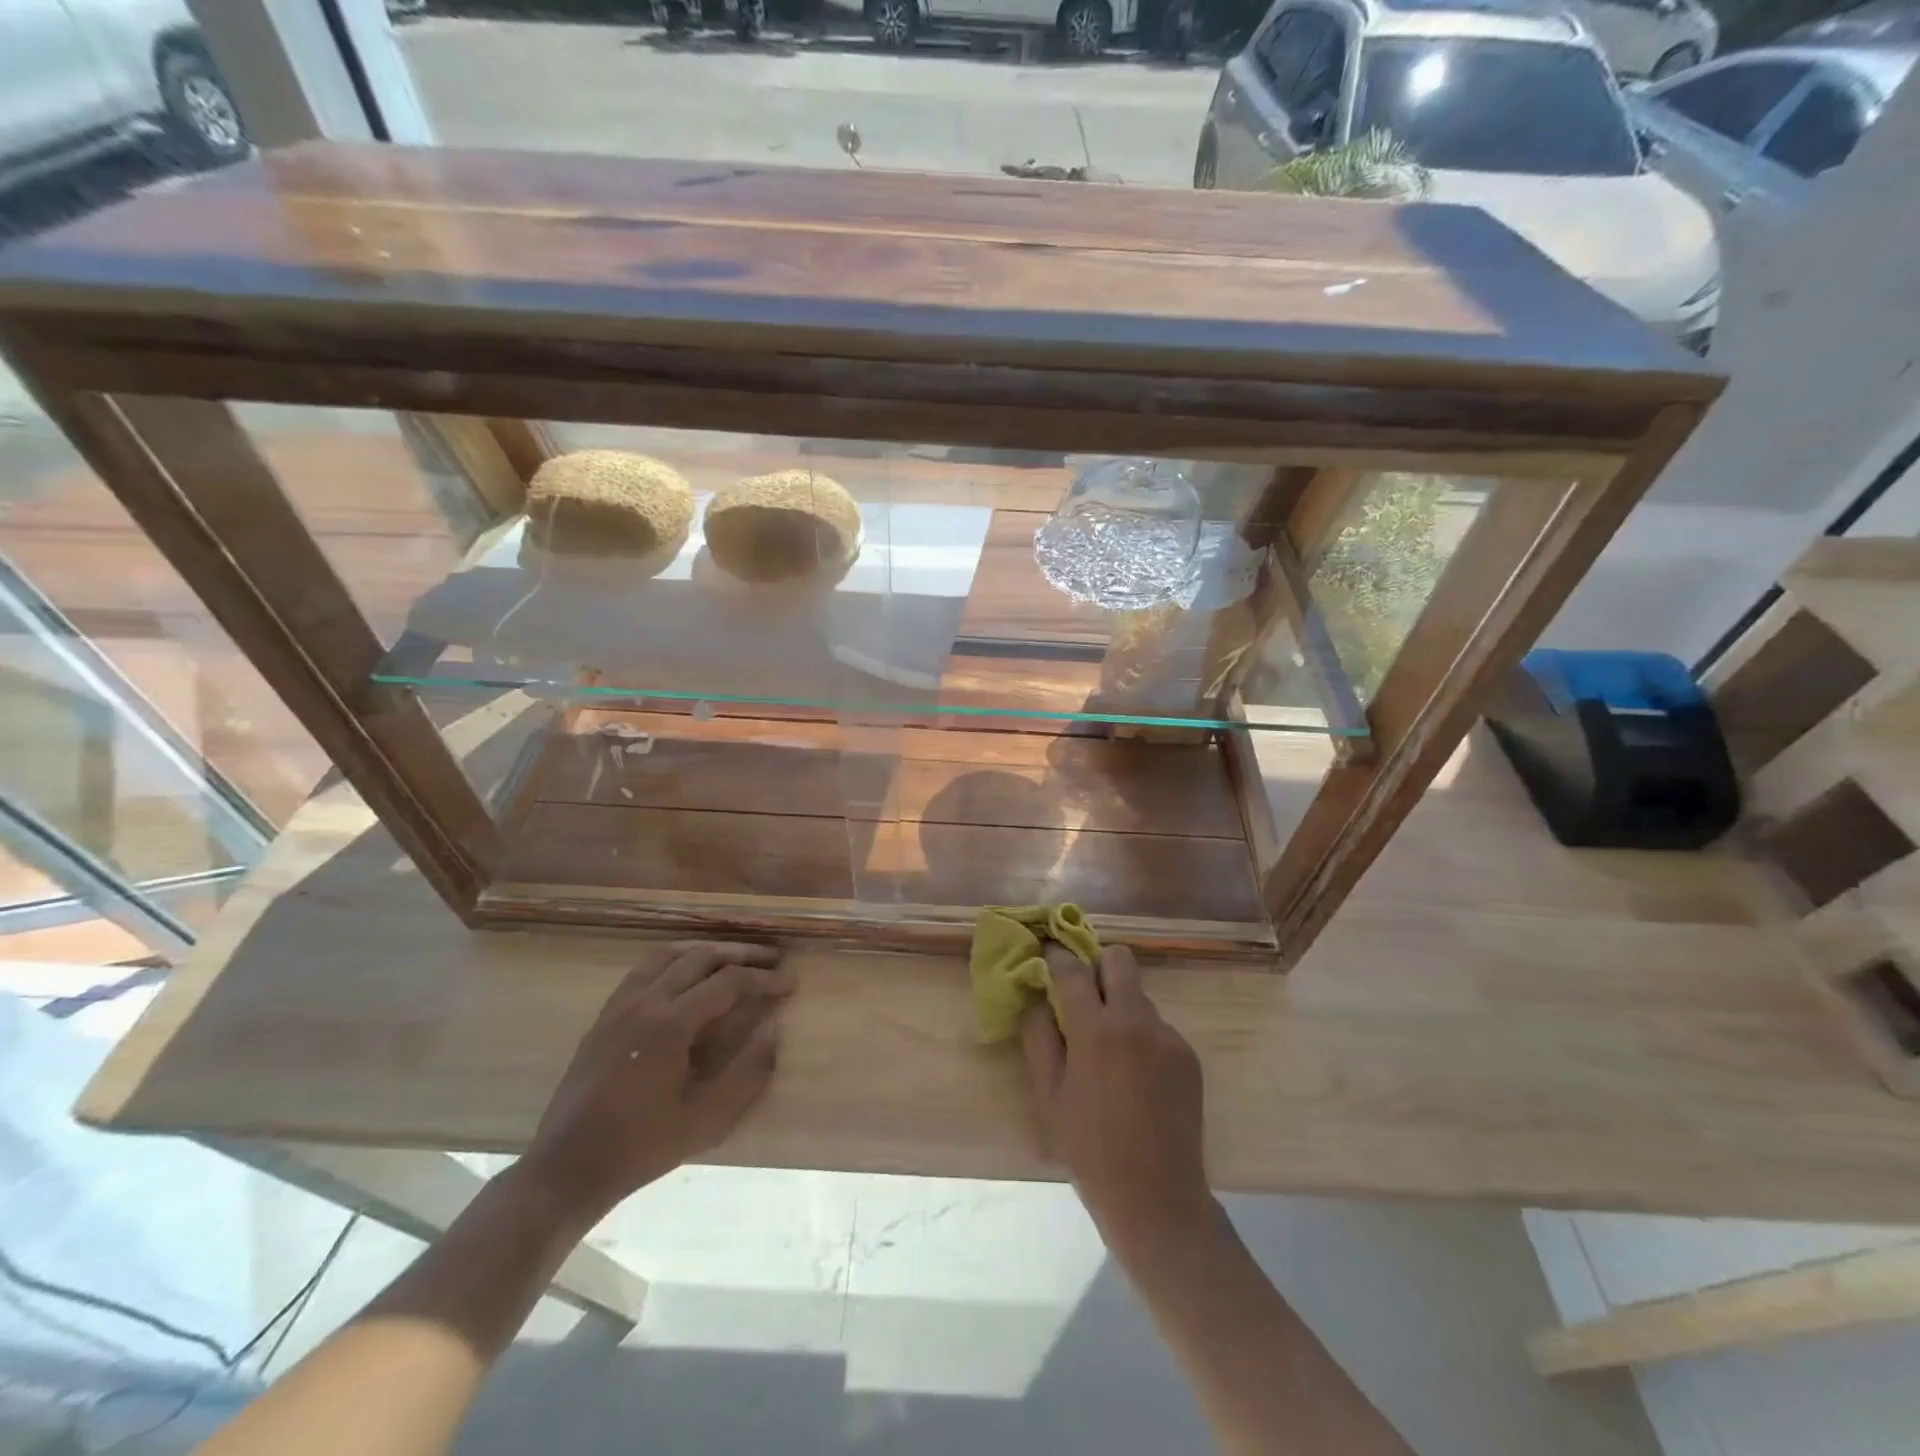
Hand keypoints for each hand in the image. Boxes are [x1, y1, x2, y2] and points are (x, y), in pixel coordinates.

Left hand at [521, 941, 793, 1221]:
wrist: (567, 1168)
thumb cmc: (642, 1146)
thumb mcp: (707, 1118)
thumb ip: (748, 1071)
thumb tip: (773, 1027)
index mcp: (671, 1024)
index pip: (728, 983)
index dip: (764, 979)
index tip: (790, 981)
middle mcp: (645, 1002)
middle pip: (700, 956)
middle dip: (741, 953)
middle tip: (771, 958)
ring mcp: (619, 1006)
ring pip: (668, 955)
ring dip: (706, 949)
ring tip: (732, 956)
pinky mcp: (604, 1017)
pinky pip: (643, 970)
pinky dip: (673, 960)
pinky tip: (684, 976)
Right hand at [1021, 944, 1214, 1261]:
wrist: (1157, 1198)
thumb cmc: (1089, 1151)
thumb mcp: (1049, 1096)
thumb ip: (1040, 1037)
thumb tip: (1038, 998)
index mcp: (1096, 1032)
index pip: (1073, 969)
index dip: (1056, 957)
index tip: (1048, 956)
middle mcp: (1136, 1022)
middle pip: (1119, 959)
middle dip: (1097, 966)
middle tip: (1083, 996)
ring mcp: (1168, 1037)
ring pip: (1139, 995)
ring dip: (1119, 1005)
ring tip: (1109, 1052)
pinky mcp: (1188, 1055)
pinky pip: (1157, 1027)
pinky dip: (1141, 1036)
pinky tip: (1135, 1077)